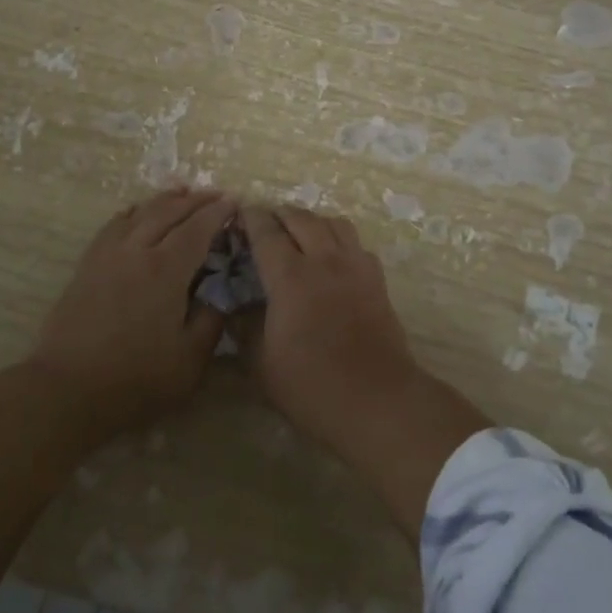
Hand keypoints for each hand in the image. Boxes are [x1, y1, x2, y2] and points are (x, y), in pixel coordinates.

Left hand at [28, 188, 233, 438]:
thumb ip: (212, 320)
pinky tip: (137, 212)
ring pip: (140, 212)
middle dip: (196, 200)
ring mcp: (108, 254)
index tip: (234, 202)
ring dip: (165, 199)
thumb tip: (220, 292)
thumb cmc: (136, 380)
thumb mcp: (190, 360)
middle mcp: (137, 250)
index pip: (198, 228)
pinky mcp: (87, 265)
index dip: (217, 212)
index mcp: (167, 269)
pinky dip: (132, 212)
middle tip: (216, 195)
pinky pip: (113, 225)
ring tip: (182, 192)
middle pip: (169, 211)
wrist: (66, 391)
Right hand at [239, 205, 420, 447]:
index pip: (267, 232)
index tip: (239, 213)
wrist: (376, 399)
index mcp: (291, 276)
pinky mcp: (377, 280)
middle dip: (280, 214)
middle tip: (265, 221)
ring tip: (300, 232)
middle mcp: (324, 260)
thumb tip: (233, 306)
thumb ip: (244, 327)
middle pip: (301, 218)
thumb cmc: (311, 384)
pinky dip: (339, 239)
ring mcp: (355, 266)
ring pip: (333, 222)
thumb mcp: (262, 363)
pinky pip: (356, 244)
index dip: (251, 218)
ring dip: (312, 220)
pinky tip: (333, 257)